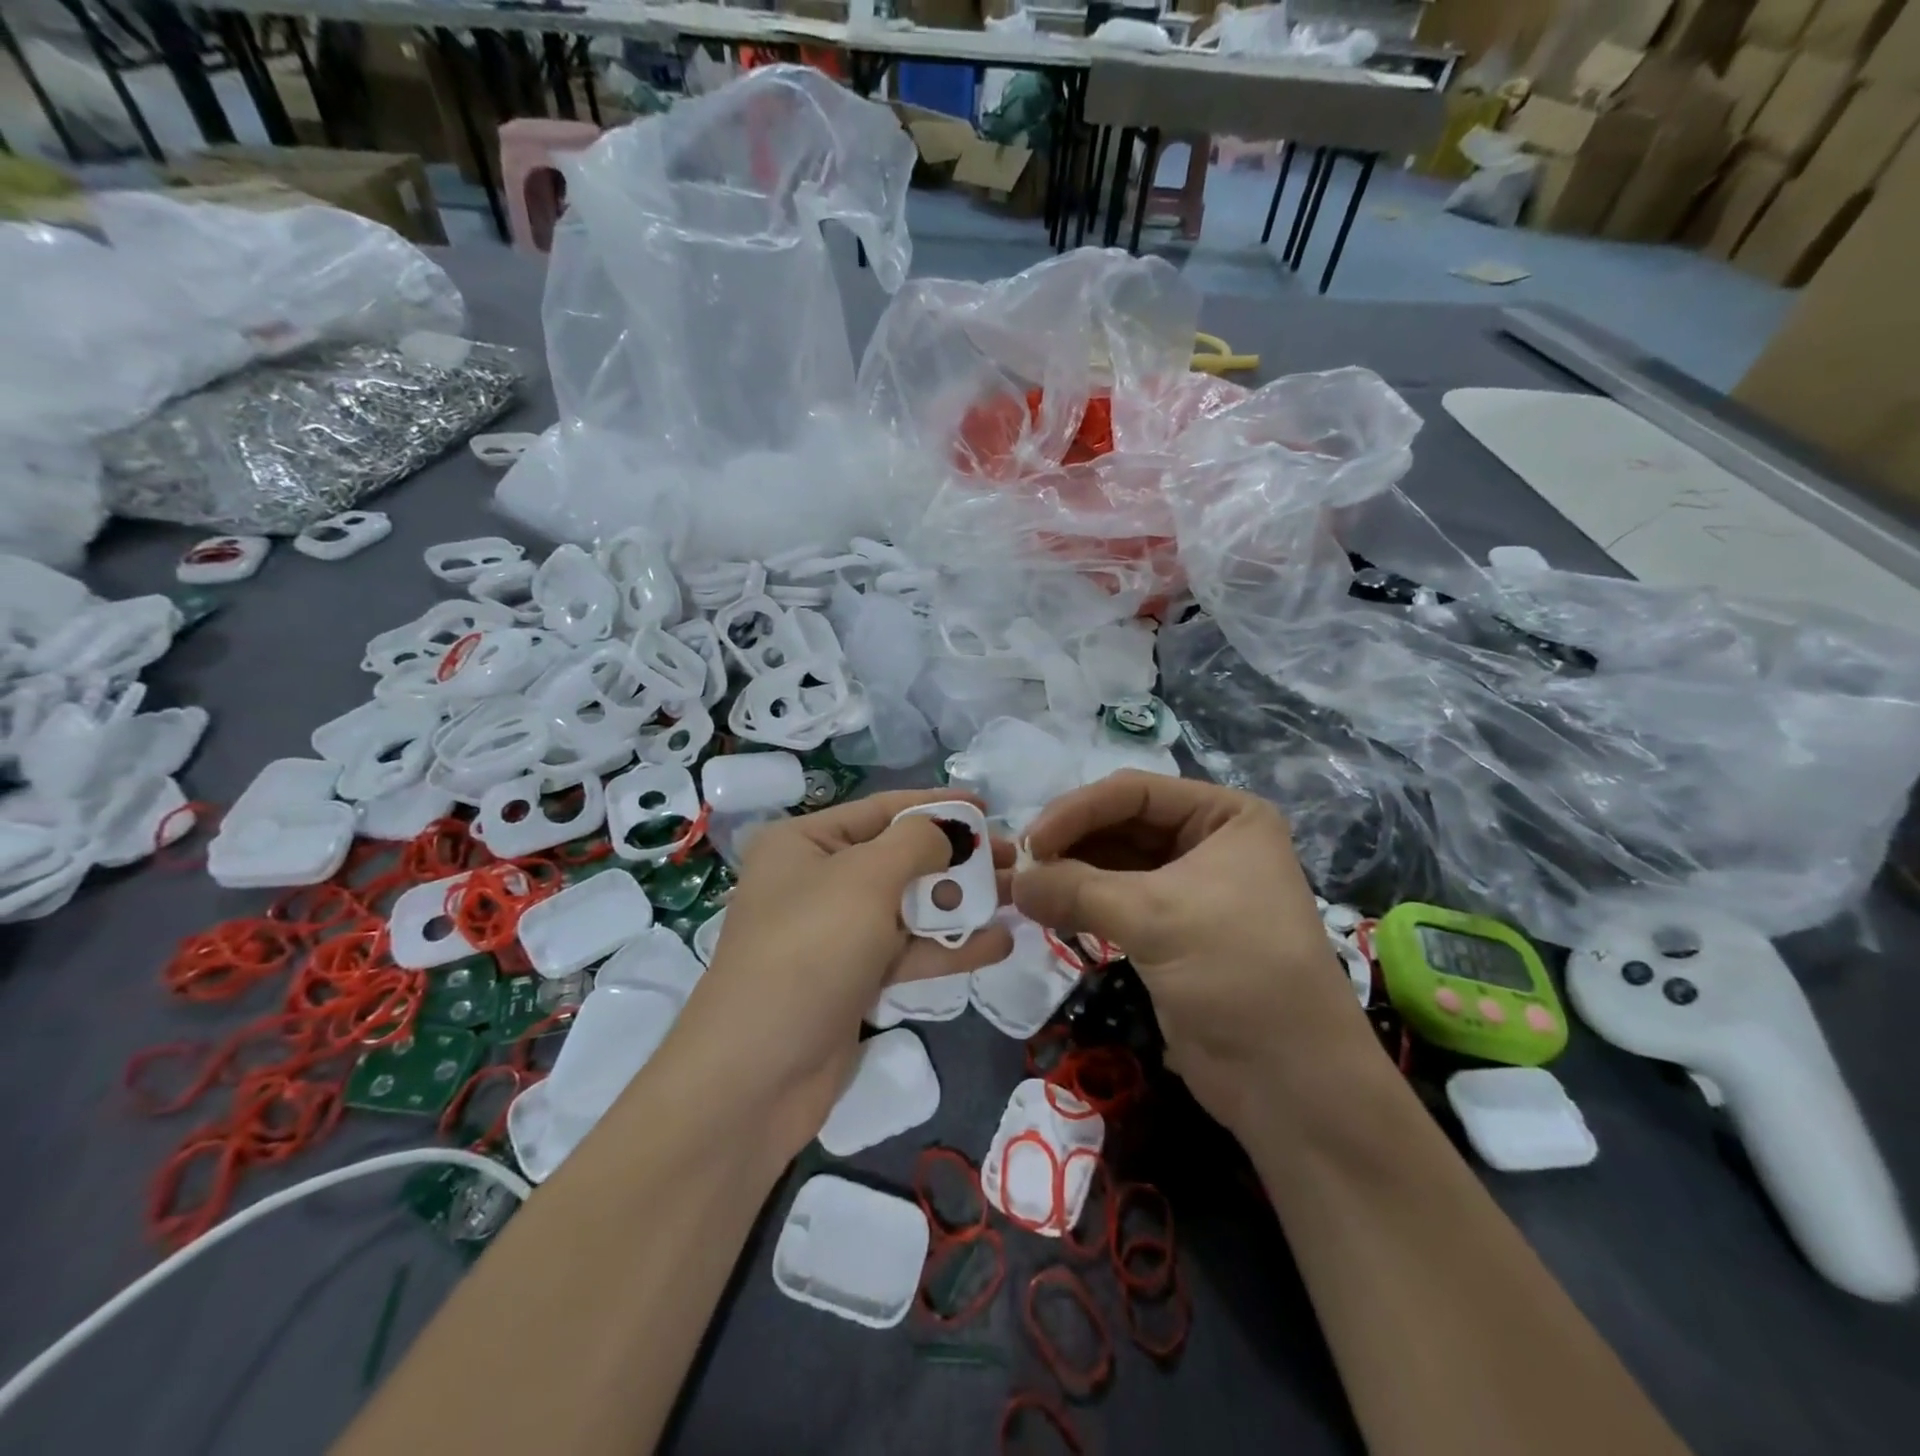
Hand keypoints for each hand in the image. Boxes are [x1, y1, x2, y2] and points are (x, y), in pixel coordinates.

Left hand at [662, 790, 1013, 1164]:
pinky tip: (997, 943)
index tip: (988, 807)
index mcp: (805, 843)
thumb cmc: (810, 950)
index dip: (937, 806)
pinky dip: (947, 947)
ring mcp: (835, 934)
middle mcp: (817, 881)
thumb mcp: (865, 878)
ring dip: (960, 904)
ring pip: (909, 907)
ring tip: (1018, 897)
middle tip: (1015, 859)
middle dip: (957, 858)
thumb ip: (916, 843)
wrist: (757, 1075)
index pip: (882, 810)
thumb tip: (946, 833)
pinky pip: (906, 952)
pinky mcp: (852, 980)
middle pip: (900, 858)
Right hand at [1012, 772, 1376, 1137]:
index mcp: (1224, 815)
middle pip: (1119, 824)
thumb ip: (1077, 890)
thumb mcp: (1156, 917)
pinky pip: (1113, 900)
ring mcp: (1187, 886)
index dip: (1076, 811)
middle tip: (1016, 866)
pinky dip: (1078, 903)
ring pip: (1112, 863)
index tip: (1028, 842)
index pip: (1133, 793)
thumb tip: (1014, 880)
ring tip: (1019, 888)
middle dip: (1067, 843)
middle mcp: (1207, 841)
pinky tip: (1043, 909)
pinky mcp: (1168, 929)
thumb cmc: (1237, 971)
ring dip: (1066, 873)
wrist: (1289, 1081)